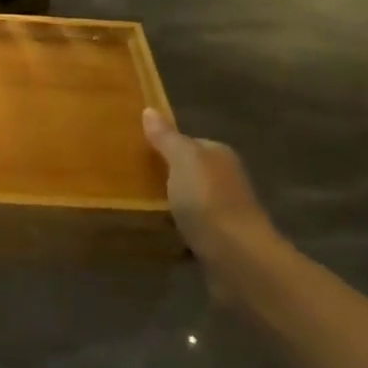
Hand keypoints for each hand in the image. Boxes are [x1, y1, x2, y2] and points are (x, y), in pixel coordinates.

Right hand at [141, 109, 273, 274]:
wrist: (237, 258)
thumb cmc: (208, 200)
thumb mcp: (182, 160)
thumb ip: (166, 137)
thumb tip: (149, 110)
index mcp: (219, 155)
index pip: (190, 143)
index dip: (165, 145)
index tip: (136, 152)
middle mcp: (226, 180)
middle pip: (190, 173)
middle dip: (167, 176)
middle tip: (130, 180)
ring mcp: (225, 213)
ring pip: (190, 202)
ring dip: (171, 205)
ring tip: (137, 207)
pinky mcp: (218, 242)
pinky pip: (191, 229)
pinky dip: (176, 231)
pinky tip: (156, 233)